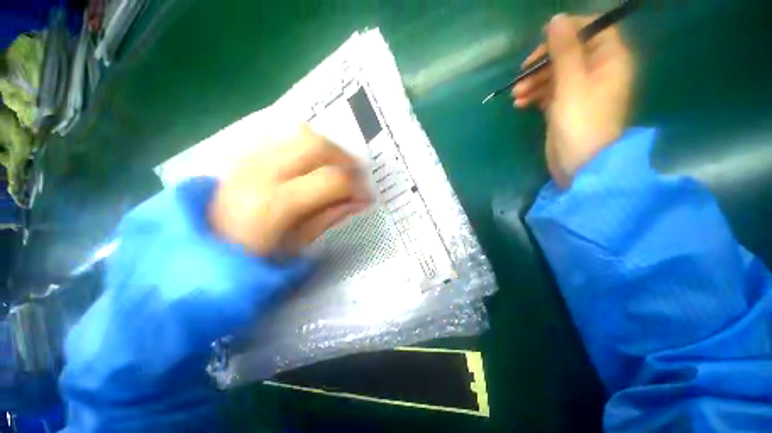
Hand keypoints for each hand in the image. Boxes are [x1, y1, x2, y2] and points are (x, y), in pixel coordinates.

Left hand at [210, 124, 371, 255]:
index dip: (356, 186)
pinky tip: (313, 164)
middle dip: (344, 158)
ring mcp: (249, 157)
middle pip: (315, 144)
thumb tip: (360, 201)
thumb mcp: (299, 244)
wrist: (204, 249)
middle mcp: (260, 171)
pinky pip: (284, 136)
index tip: (367, 196)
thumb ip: (331, 217)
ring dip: (327, 148)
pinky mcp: (246, 154)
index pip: (330, 180)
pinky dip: (307, 146)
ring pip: (300, 132)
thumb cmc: (253, 258)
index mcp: (274, 204)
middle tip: (355, 176)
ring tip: (336, 168)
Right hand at [513, 14, 633, 186]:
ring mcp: (580, 90)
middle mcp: (597, 71)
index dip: (567, 31)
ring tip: (517, 96)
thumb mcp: (571, 85)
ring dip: (534, 82)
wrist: (580, 164)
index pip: (592, 29)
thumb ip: (565, 51)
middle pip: (569, 52)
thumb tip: (557, 19)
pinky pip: (549, 92)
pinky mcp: (565, 106)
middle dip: (543, 63)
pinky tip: (520, 104)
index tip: (542, 40)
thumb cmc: (581, 124)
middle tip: (522, 74)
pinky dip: (534, 95)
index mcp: (609, 60)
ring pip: (555, 74)